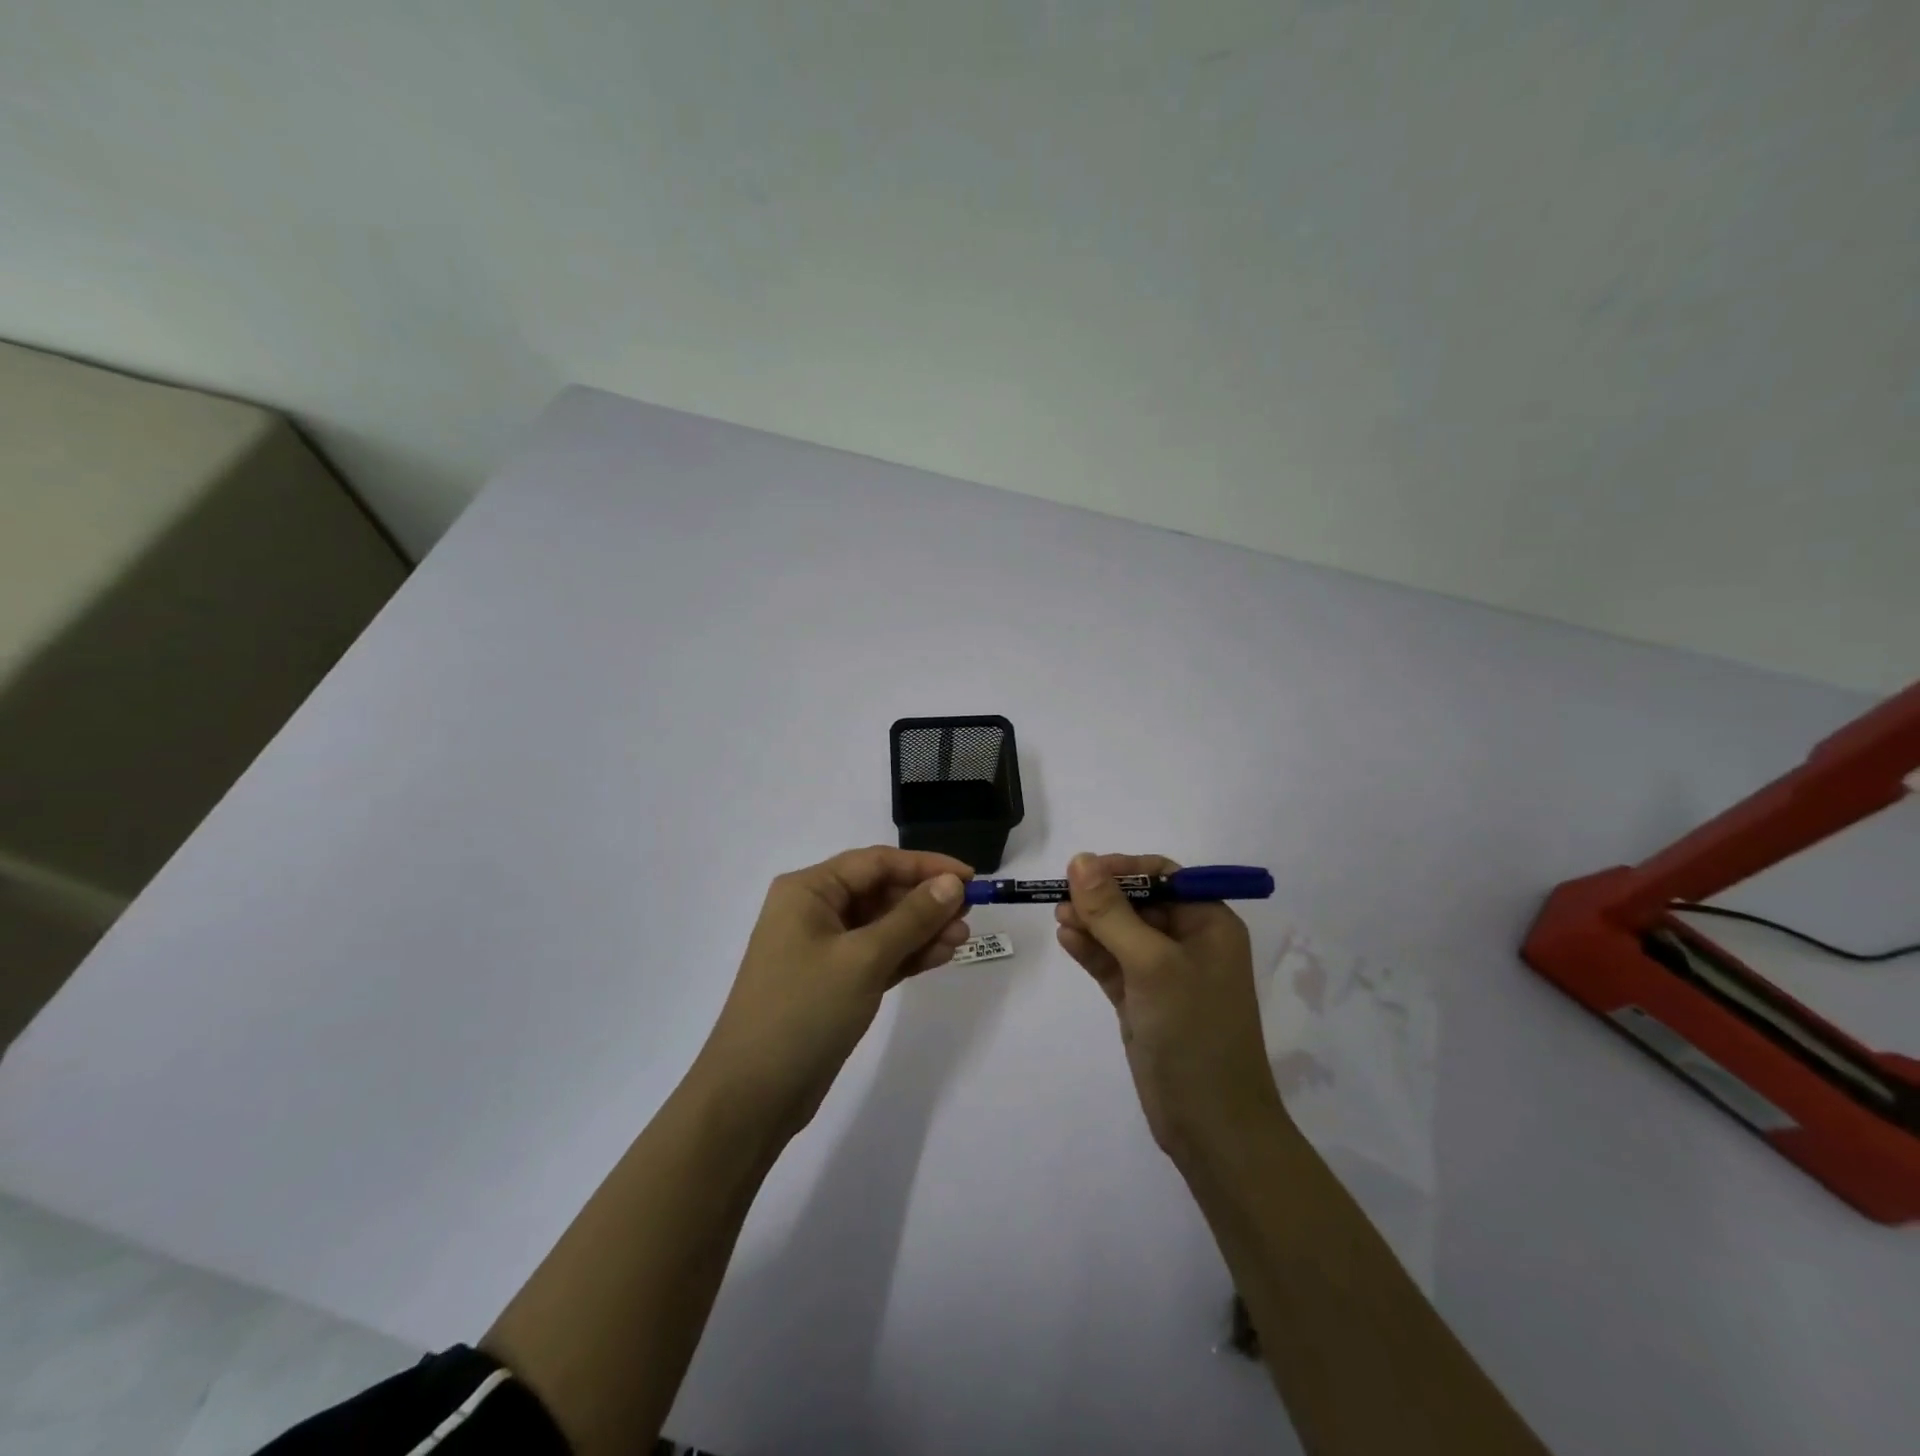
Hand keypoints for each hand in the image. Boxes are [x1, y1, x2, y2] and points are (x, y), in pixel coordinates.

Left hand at [691, 846, 971, 1141]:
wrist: (752, 1096)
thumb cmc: (804, 1011)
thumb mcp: (864, 959)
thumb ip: (911, 918)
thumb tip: (952, 883)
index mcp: (808, 890)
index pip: (876, 862)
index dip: (925, 866)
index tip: (969, 877)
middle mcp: (813, 911)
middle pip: (880, 892)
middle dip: (925, 901)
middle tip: (968, 915)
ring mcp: (822, 949)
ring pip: (882, 926)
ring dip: (921, 929)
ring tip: (961, 940)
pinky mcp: (833, 982)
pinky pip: (877, 955)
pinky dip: (907, 955)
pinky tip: (940, 956)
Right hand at [1055, 853, 1285, 1165]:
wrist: (1212, 1126)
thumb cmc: (1193, 1032)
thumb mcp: (1152, 964)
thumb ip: (1112, 912)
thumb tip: (1080, 859)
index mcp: (1208, 924)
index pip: (1163, 876)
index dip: (1122, 869)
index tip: (1082, 872)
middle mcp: (1189, 942)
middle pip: (1137, 902)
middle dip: (1101, 897)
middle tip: (1061, 898)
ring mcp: (1163, 974)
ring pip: (1120, 933)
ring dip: (1091, 922)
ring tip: (1059, 917)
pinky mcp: (1142, 1001)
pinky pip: (1112, 964)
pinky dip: (1091, 950)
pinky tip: (1066, 940)